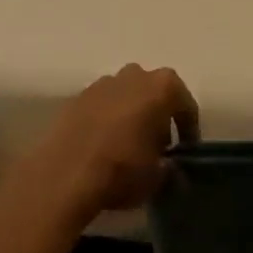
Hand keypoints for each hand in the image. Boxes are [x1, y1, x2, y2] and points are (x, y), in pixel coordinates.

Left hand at [30, 64, 199, 223]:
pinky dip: (106, 121)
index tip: (185, 152)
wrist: (63, 174)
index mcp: (163, 86)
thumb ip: (170, 169)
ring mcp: (102, 83)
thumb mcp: (157, 178)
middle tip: (157, 147)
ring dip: (131, 116)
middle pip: (154, 94)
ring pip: (126, 97)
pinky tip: (103, 146)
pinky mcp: (76, 97)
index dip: (189, 130)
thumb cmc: (122, 169)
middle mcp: (135, 75)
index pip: (186, 106)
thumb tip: (171, 170)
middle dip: (158, 116)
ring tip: (128, 147)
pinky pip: (102, 106)